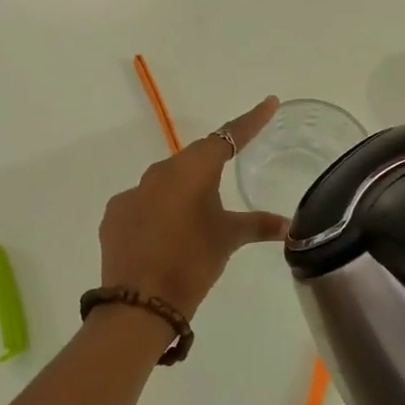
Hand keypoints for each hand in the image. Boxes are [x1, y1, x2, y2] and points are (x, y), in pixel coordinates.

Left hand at [99, 97, 289, 317]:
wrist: (140, 301)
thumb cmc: (193, 262)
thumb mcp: (228, 239)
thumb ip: (258, 225)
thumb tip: (289, 225)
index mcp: (192, 170)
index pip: (227, 137)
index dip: (250, 121)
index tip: (268, 103)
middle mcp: (159, 172)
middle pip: (193, 159)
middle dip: (212, 164)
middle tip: (229, 172)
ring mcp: (132, 193)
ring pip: (165, 182)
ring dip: (183, 190)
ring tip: (197, 215)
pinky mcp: (115, 215)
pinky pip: (143, 203)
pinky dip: (158, 210)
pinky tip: (166, 233)